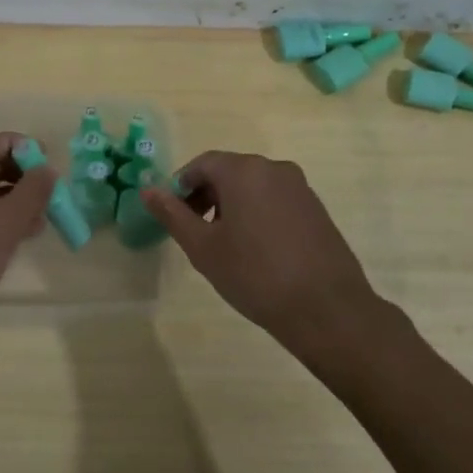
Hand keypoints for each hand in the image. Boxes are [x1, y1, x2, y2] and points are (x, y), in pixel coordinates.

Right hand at [142, 150, 388, 349]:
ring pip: (253, 186)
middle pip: (229, 171)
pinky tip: (255, 249)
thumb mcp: (203, 247)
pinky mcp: (316, 208)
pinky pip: (275, 199)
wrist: (325, 308)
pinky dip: (257, 213)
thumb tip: (147, 189)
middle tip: (193, 231)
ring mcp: (300, 187)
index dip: (181, 186)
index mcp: (244, 171)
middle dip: (205, 195)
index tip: (172, 215)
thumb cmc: (254, 274)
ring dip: (231, 205)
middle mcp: (274, 168)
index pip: (202, 164)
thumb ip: (172, 214)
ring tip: (223, 243)